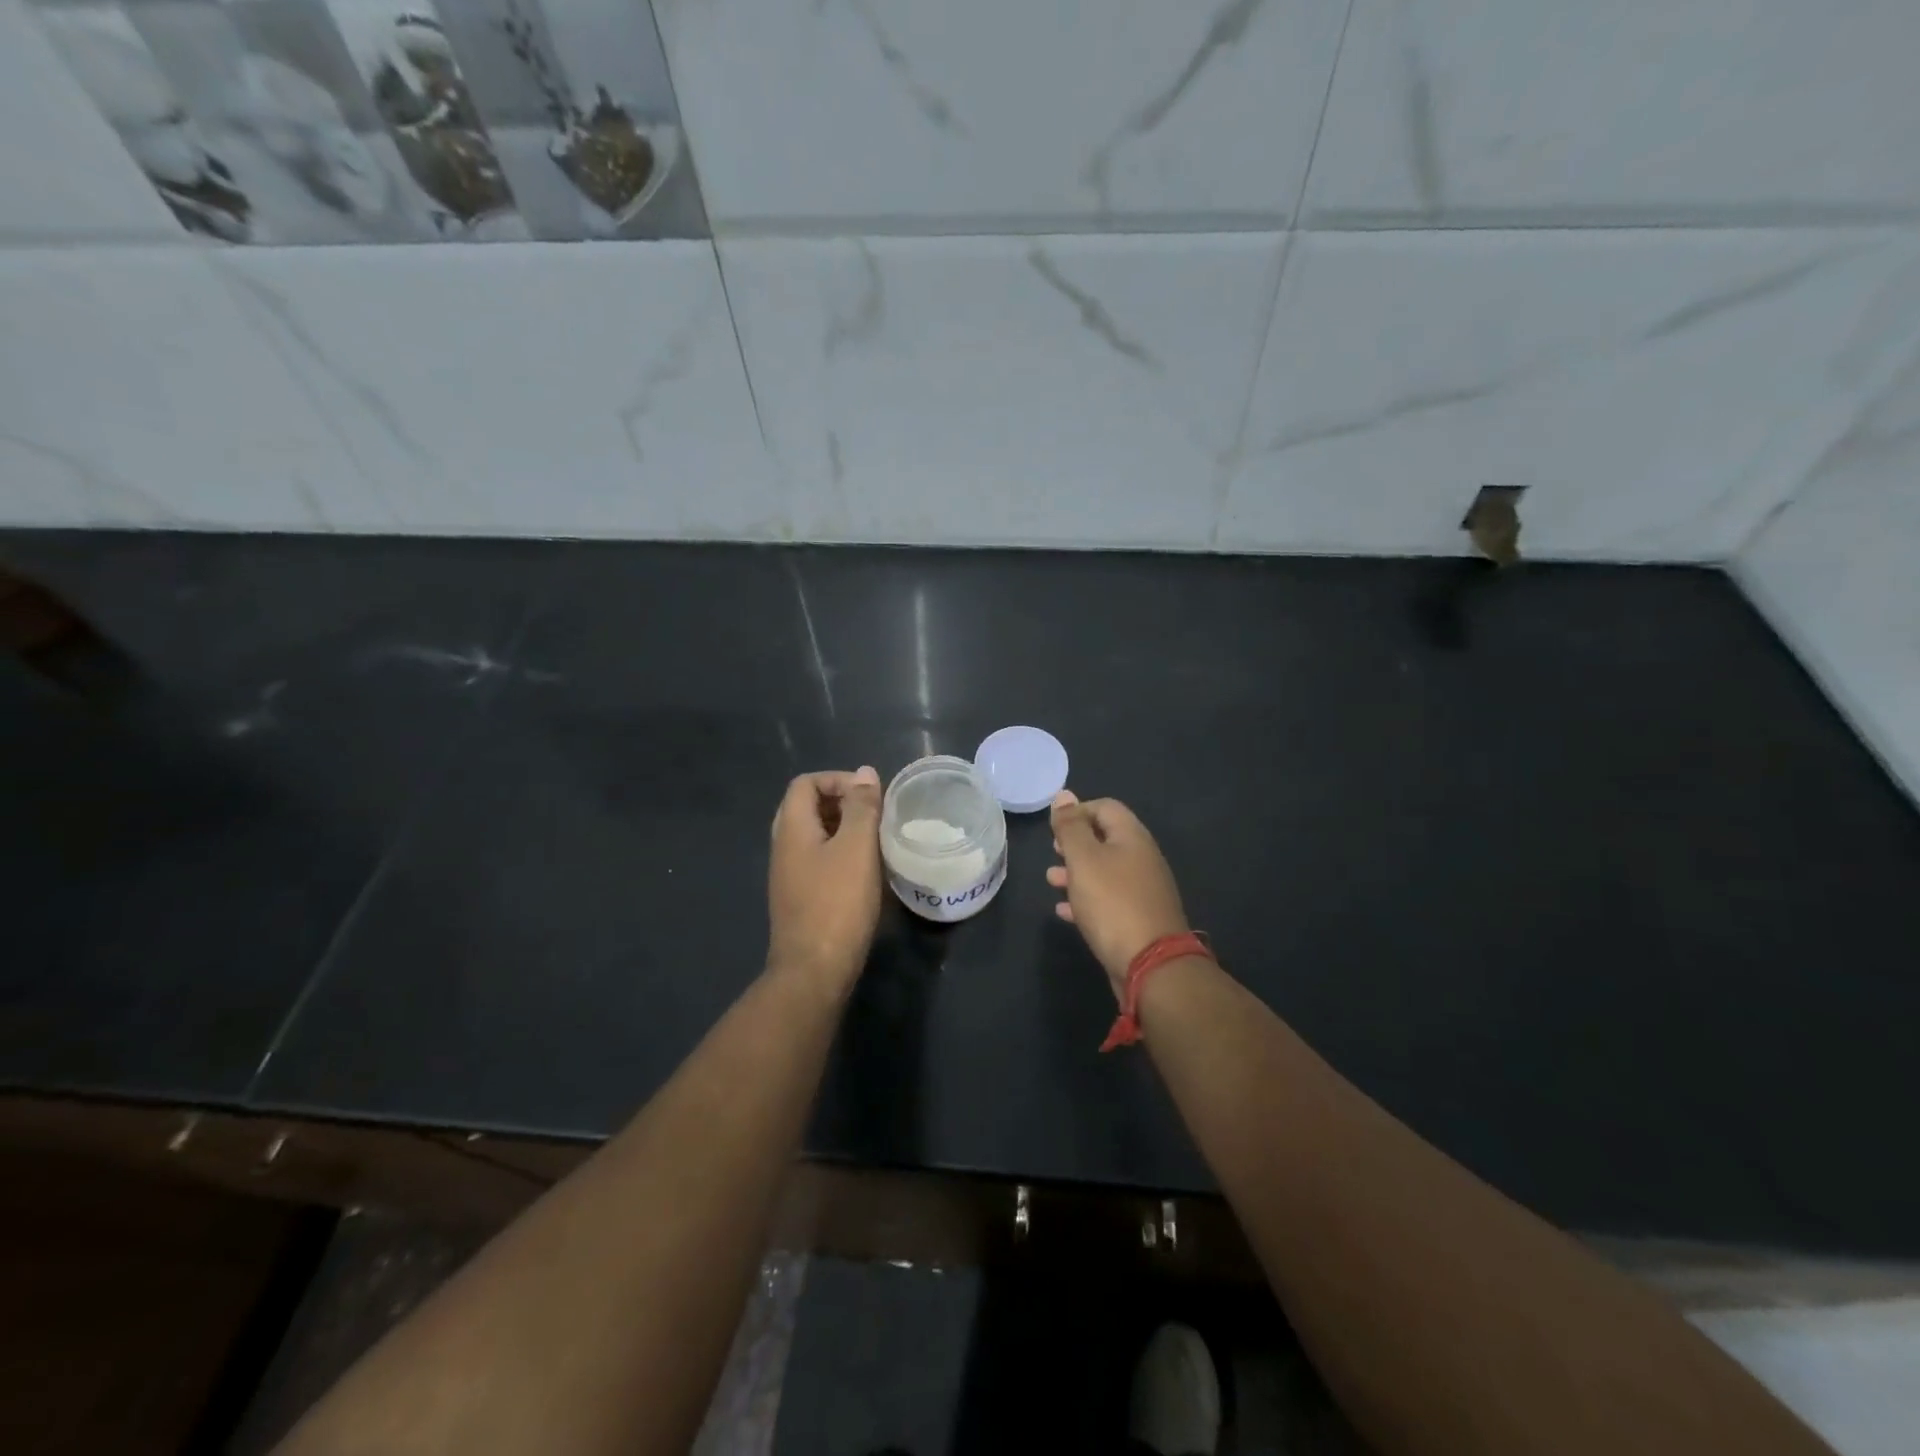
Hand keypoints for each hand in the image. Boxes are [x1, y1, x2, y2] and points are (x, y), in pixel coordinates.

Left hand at [767, 767, 882, 997]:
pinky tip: (864, 871)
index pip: (805, 783)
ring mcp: (788, 874)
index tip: (869, 796)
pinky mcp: (799, 897)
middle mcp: (783, 847)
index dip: (837, 779)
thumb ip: (861, 807)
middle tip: (874, 815)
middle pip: (806, 807)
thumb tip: (864, 773)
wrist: (814, 970)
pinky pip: (817, 859)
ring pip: (814, 835)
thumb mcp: (857, 848)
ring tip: (874, 840)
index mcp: (791, 828)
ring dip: (843, 829)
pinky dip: (839, 853)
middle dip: (842, 803)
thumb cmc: (837, 903)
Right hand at [1046, 790, 1189, 1000]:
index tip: (1054, 828)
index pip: (1105, 807)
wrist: (1150, 964)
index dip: (1078, 811)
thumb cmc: (1112, 903)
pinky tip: (1065, 910)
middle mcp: (1142, 858)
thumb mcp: (1084, 859)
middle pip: (1106, 839)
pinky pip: (1108, 900)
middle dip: (1076, 843)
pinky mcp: (1138, 918)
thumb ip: (1071, 827)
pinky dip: (1086, 899)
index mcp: (1132, 837)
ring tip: (1051, 880)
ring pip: (1105, 871)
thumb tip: (1064, 795)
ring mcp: (1143, 890)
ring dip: (1077, 872)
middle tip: (1053, 851)